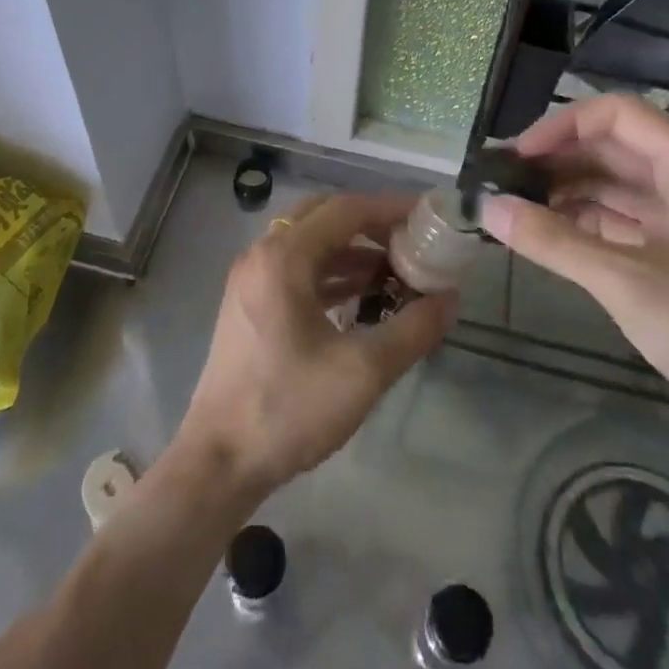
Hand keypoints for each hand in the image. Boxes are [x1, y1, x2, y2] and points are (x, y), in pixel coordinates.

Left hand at [173, 193, 456, 500]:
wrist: (219, 460)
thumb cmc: (288, 409)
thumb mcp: (363, 371)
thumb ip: (413, 329)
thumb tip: (449, 298)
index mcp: (284, 257)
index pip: (345, 209)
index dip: (390, 208)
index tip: (428, 217)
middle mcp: (263, 254)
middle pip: (324, 216)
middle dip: (370, 224)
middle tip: (411, 242)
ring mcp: (251, 278)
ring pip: (309, 242)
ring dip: (351, 249)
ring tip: (396, 272)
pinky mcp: (249, 303)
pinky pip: (296, 268)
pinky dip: (331, 271)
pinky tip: (361, 296)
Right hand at [481, 94, 668, 452]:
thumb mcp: (624, 281)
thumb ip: (552, 240)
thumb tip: (487, 207)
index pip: (617, 115)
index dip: (563, 126)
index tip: (517, 154)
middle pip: (614, 146)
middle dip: (558, 158)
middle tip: (504, 180)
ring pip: (615, 182)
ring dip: (567, 189)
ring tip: (516, 205)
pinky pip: (623, 217)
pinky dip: (584, 220)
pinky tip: (547, 232)